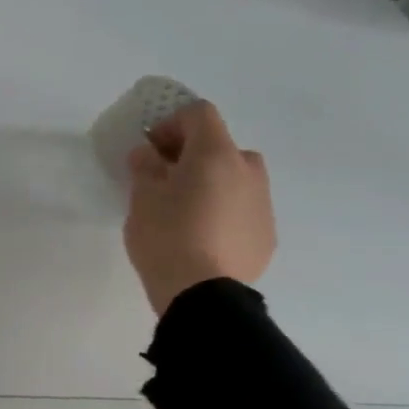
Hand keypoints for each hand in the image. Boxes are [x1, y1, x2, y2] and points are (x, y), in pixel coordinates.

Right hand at [123, 101, 275, 314]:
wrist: (203, 294)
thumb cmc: (166, 236)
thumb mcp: (142, 197)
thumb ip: (145, 167)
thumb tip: (148, 154)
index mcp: (216, 154)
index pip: (199, 114)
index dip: (171, 123)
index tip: (150, 149)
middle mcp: (248, 170)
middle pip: (220, 146)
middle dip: (192, 155)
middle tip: (165, 179)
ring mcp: (263, 203)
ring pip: (235, 178)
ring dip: (210, 182)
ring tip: (184, 211)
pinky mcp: (267, 234)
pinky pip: (242, 208)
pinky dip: (223, 211)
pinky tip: (201, 237)